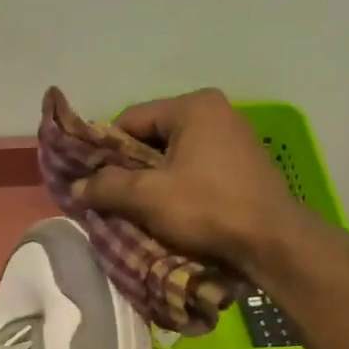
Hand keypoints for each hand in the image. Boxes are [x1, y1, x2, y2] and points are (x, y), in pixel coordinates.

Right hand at [74, 88, 303, 281]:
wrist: (272, 242)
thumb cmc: (207, 208)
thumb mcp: (148, 197)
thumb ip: (107, 186)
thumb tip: (76, 187)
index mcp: (193, 107)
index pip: (130, 119)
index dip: (104, 150)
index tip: (92, 179)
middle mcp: (216, 113)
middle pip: (152, 137)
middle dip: (128, 168)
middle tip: (110, 197)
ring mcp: (234, 138)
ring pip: (173, 156)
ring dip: (151, 181)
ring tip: (136, 209)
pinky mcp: (243, 166)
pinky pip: (195, 170)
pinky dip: (176, 188)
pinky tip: (168, 213)